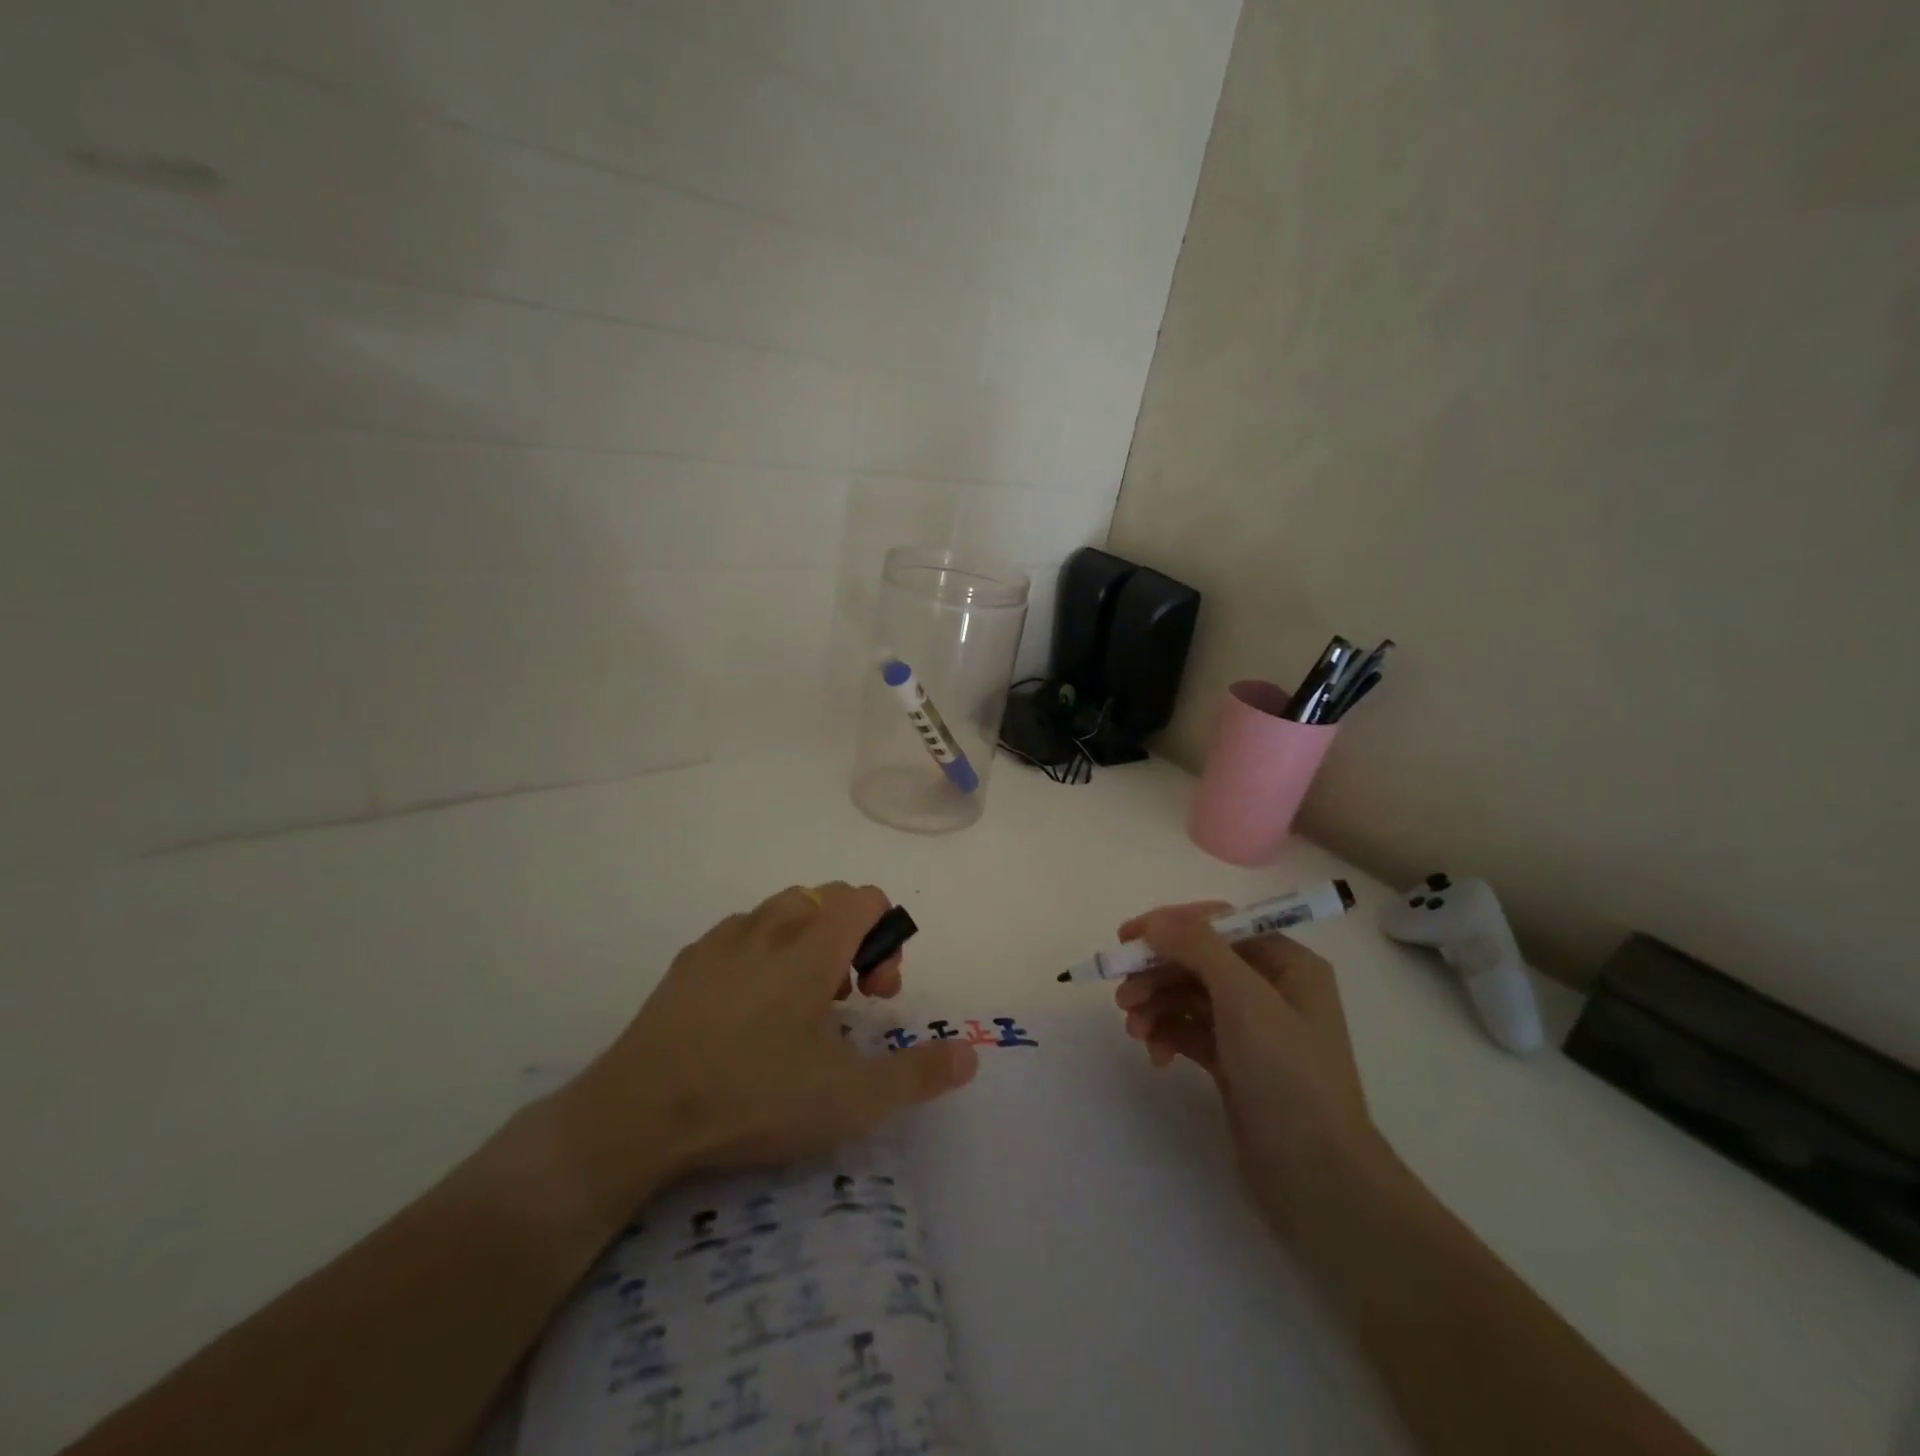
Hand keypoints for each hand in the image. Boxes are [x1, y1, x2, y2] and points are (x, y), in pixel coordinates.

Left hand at [560, 883, 979, 1205]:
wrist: (636, 1115)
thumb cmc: (753, 1096)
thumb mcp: (849, 1098)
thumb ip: (917, 1073)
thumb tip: (970, 1052)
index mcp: (811, 946)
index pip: (864, 897)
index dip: (887, 935)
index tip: (878, 993)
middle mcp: (769, 927)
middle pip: (826, 898)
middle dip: (851, 938)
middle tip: (847, 1001)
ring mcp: (722, 941)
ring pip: (781, 912)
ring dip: (807, 942)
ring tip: (802, 1006)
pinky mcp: (686, 964)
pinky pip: (741, 934)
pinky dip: (763, 953)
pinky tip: (750, 1012)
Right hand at [1113, 902, 1389, 1232]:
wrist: (1318, 1181)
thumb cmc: (1288, 1077)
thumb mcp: (1245, 1000)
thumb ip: (1198, 948)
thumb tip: (1156, 920)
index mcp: (1287, 963)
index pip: (1219, 924)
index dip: (1171, 925)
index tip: (1126, 938)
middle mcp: (1272, 988)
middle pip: (1199, 960)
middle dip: (1157, 973)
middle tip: (1121, 996)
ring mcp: (1253, 1029)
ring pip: (1189, 996)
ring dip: (1156, 1005)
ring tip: (1134, 1031)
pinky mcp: (1235, 1063)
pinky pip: (1191, 1031)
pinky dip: (1168, 1035)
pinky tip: (1156, 1057)